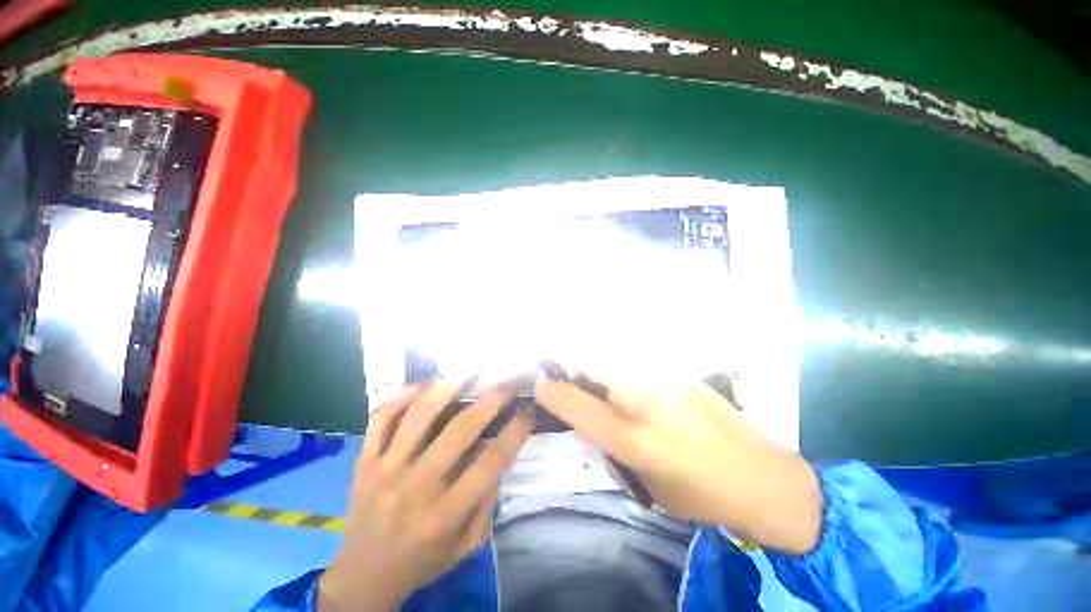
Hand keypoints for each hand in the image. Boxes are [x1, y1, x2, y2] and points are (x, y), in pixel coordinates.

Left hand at [320, 381, 534, 611]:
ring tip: (470, 372)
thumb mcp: (468, 543)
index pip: (491, 461)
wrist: (363, 575)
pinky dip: (402, 396)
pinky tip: (424, 386)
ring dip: (448, 387)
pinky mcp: (364, 461)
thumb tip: (498, 451)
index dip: (516, 429)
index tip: (530, 407)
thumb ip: (487, 500)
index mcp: (445, 513)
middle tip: (511, 379)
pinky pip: (381, 418)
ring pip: (419, 416)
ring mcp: (385, 470)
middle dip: (493, 398)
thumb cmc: (424, 559)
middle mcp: (416, 487)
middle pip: (461, 430)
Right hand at [534, 377, 822, 553]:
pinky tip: (625, 375)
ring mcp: (663, 377)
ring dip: (591, 362)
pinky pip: (634, 357)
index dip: (549, 390)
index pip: (574, 403)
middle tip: (558, 371)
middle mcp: (642, 399)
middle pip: (589, 366)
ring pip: (610, 356)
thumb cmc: (701, 494)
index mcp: (631, 437)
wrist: (764, 478)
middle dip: (566, 367)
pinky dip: (618, 360)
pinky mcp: (680, 369)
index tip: (539, 385)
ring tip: (589, 372)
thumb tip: (587, 415)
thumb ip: (611, 444)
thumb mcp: (645, 482)